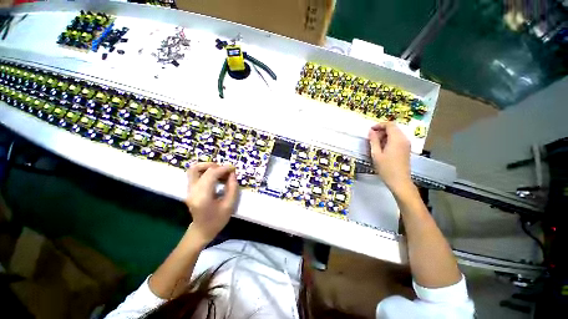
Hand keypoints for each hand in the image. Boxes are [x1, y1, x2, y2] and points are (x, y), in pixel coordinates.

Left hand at [185, 162, 238, 245]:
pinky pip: (195, 174)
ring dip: (208, 166)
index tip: (233, 168)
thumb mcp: (229, 205)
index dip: (223, 169)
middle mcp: (192, 191)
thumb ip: (232, 188)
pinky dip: (206, 171)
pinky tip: (216, 176)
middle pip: (199, 169)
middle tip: (227, 171)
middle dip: (216, 166)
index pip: (211, 175)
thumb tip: (232, 173)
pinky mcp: (190, 189)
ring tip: (220, 171)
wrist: (202, 231)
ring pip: (193, 169)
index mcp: (202, 197)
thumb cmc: (217, 220)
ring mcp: (189, 190)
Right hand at [368, 122, 412, 193]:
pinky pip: (398, 140)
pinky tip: (382, 148)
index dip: (379, 125)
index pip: (389, 125)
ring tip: (375, 143)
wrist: (400, 181)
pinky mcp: (406, 149)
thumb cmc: (386, 168)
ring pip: (396, 134)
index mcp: (396, 139)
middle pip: (393, 128)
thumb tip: (371, 131)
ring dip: (385, 135)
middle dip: (382, 130)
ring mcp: (406, 144)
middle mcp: (404, 139)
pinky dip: (390, 140)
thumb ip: (373, 141)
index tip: (370, 130)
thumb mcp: (376, 154)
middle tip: (371, 138)